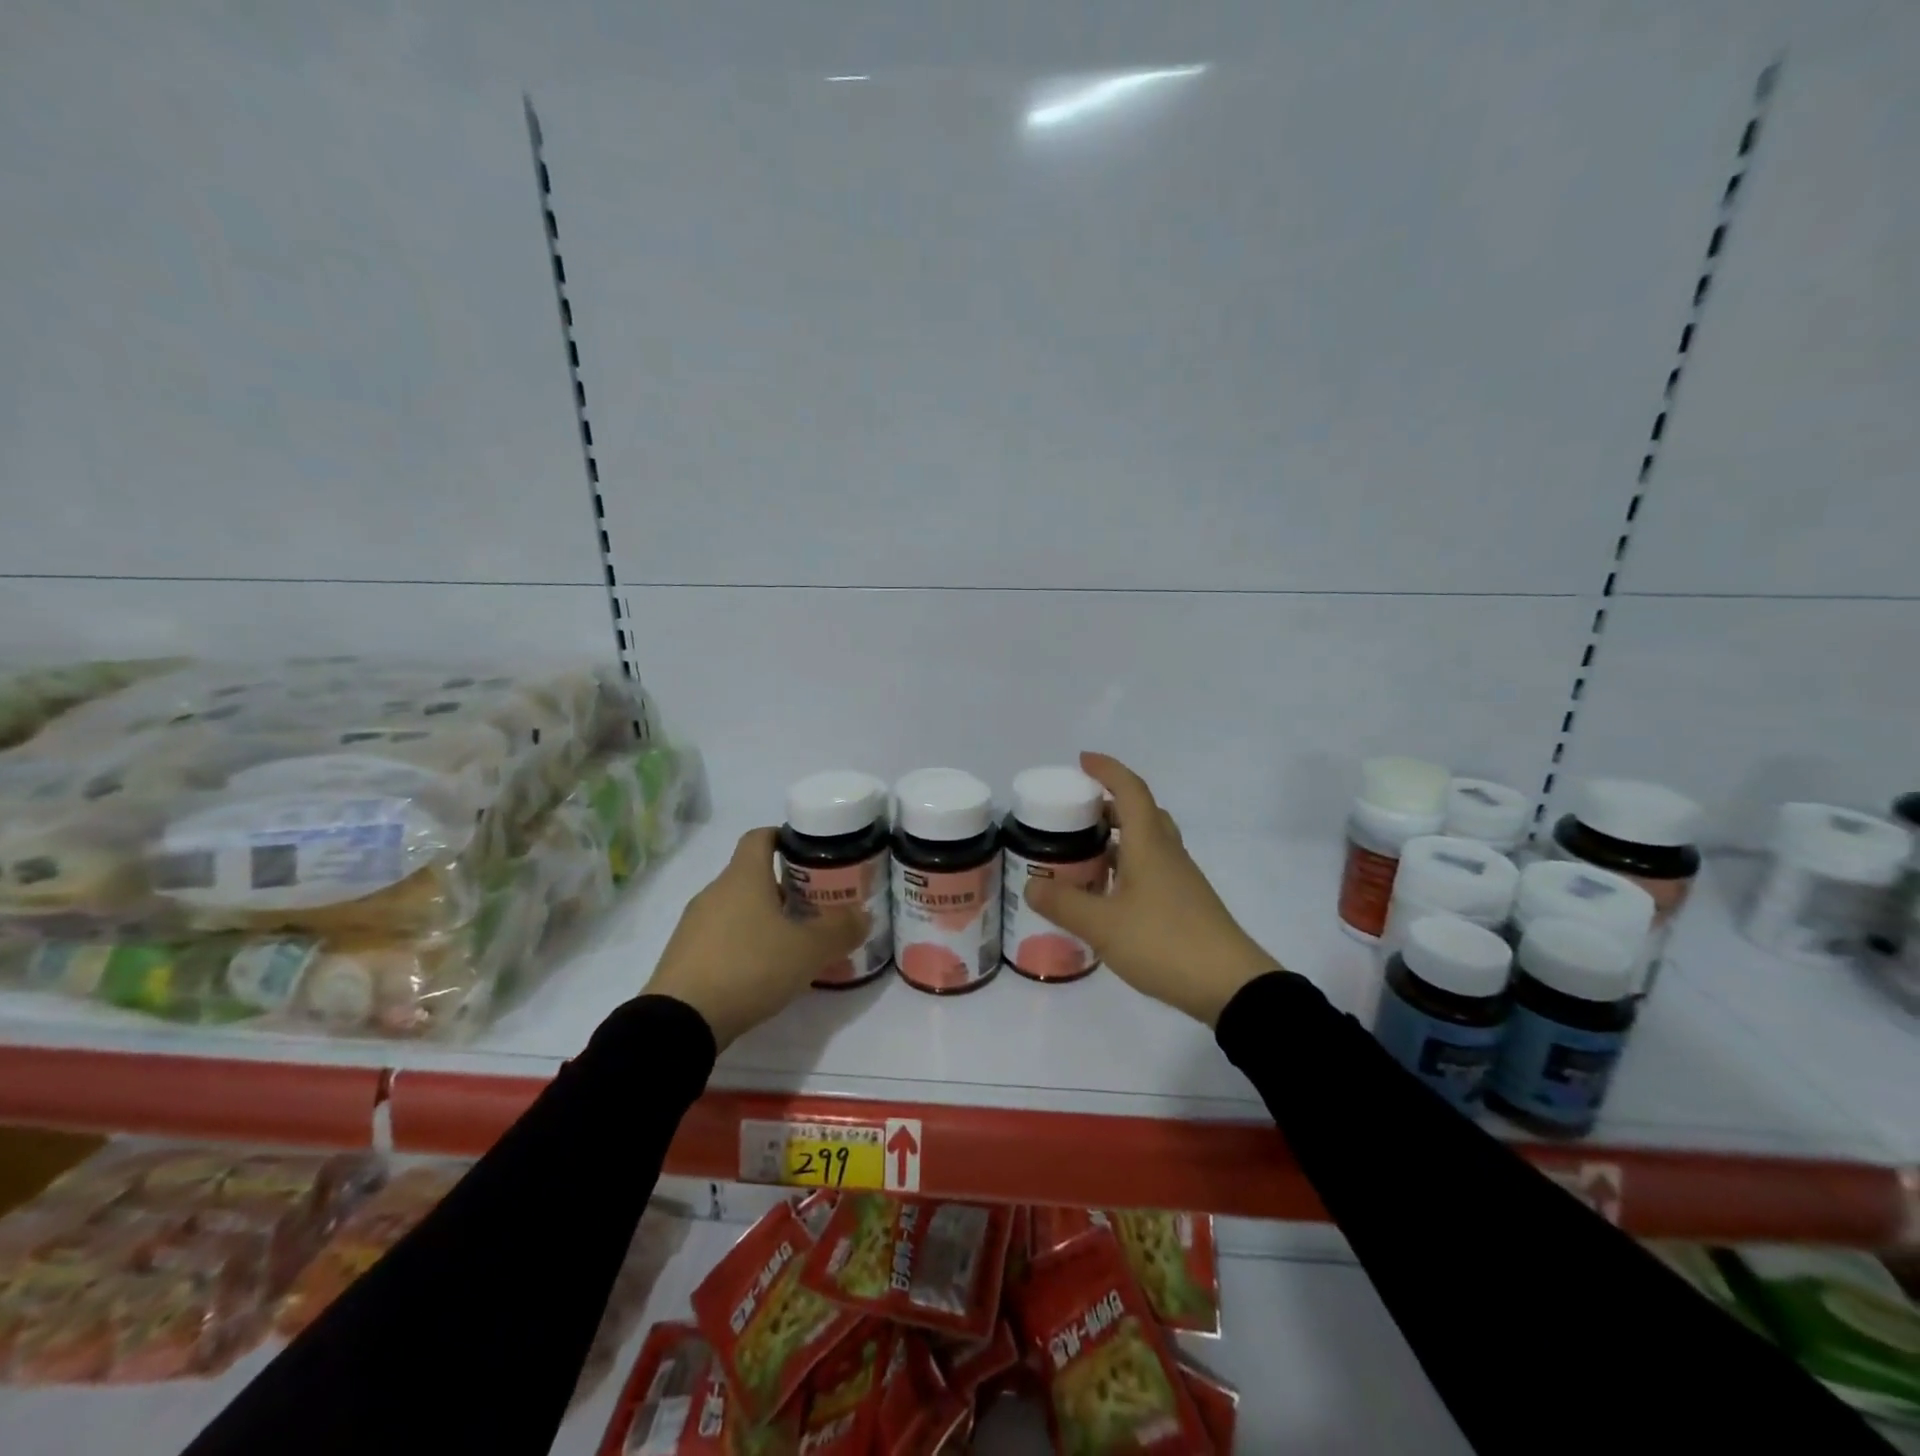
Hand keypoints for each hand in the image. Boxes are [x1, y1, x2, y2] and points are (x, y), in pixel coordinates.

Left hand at [644, 828, 867, 1048]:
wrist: (680, 1021)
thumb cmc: (749, 967)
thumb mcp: (808, 950)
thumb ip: (840, 930)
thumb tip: (863, 915)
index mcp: (743, 876)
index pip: (760, 836)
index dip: (785, 838)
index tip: (810, 853)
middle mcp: (715, 891)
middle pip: (751, 875)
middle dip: (783, 887)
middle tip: (815, 907)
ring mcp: (694, 924)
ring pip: (736, 908)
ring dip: (763, 918)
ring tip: (791, 944)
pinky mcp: (683, 955)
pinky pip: (720, 937)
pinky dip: (742, 944)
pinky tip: (760, 971)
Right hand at [1024, 753, 1280, 1026]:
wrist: (1231, 986)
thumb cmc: (1164, 942)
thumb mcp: (1103, 926)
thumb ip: (1064, 904)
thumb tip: (1031, 884)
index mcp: (1149, 844)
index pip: (1130, 791)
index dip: (1107, 770)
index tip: (1082, 761)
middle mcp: (1167, 853)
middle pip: (1141, 812)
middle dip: (1109, 804)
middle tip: (1076, 814)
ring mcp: (1180, 879)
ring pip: (1148, 842)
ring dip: (1118, 837)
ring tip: (1084, 852)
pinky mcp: (1185, 903)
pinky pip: (1152, 868)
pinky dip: (1127, 866)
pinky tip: (1108, 892)